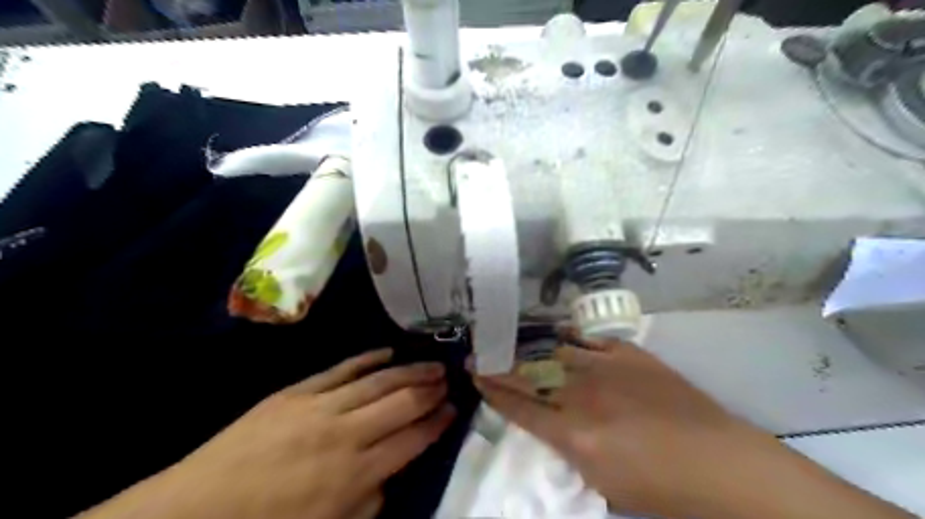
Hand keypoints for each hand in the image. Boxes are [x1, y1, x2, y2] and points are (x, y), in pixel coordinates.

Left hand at [83, 349, 454, 518]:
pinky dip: (367, 359)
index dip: (437, 423)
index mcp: (356, 474)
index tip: (453, 410)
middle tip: (449, 379)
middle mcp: (346, 434)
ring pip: (378, 381)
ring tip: (432, 363)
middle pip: (402, 403)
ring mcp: (321, 407)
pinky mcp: (297, 392)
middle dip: (430, 390)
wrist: (193, 513)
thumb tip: (390, 472)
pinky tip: (387, 351)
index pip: (412, 439)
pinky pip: (341, 369)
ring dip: (409, 371)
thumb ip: (368, 501)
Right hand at [477, 334, 915, 516]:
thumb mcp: (602, 482)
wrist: (720, 464)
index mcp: (574, 434)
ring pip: (555, 352)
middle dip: (501, 366)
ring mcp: (606, 369)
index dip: (493, 391)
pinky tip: (557, 332)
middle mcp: (583, 396)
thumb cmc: (662, 490)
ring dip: (529, 348)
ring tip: (511, 340)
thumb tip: (552, 423)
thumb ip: (569, 448)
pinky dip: (570, 336)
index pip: (520, 407)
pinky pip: (590, 339)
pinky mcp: (629, 355)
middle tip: (482, 355)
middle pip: (531, 375)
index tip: (475, 375)